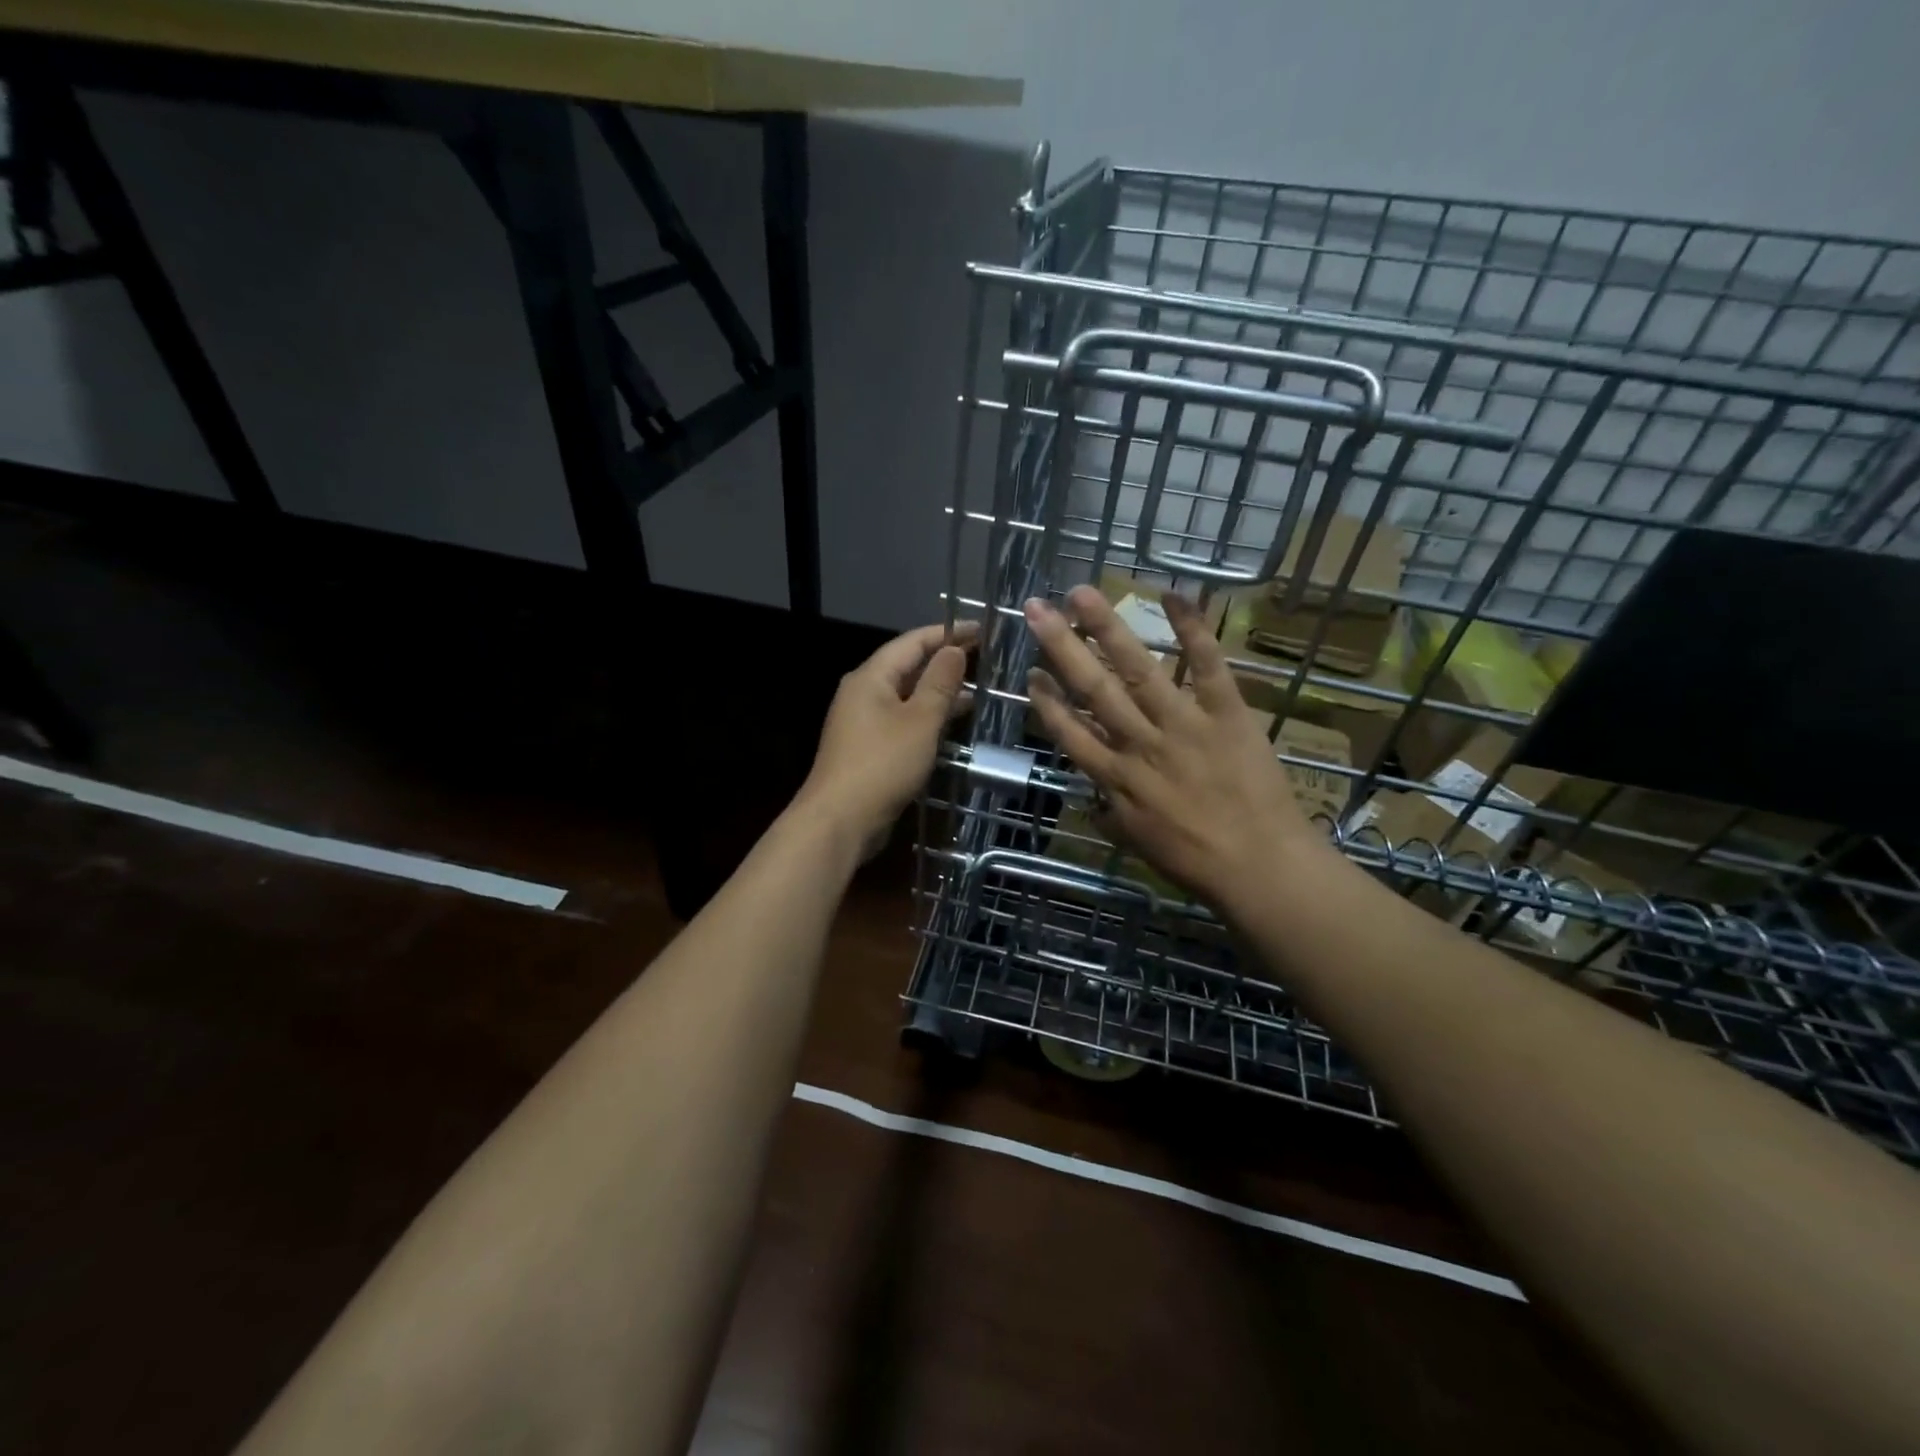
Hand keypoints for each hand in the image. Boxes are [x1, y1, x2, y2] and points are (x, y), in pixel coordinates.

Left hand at [795, 620, 978, 858]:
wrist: (840, 820)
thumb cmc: (882, 764)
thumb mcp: (920, 721)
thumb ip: (940, 683)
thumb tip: (954, 650)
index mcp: (871, 677)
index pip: (912, 642)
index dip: (947, 633)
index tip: (980, 629)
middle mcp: (863, 693)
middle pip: (907, 666)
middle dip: (944, 662)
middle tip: (983, 658)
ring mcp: (862, 722)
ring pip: (906, 696)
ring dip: (938, 692)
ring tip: (977, 692)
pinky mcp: (867, 748)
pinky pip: (901, 720)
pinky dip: (926, 717)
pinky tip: (950, 725)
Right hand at [1023, 586, 1329, 915]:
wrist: (1260, 868)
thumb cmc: (1194, 862)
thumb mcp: (1136, 843)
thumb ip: (1111, 812)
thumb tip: (1093, 796)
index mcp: (1116, 778)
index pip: (1069, 732)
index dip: (1045, 701)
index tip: (1028, 672)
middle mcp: (1140, 744)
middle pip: (1092, 689)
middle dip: (1060, 646)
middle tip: (1035, 608)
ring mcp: (1182, 724)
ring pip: (1137, 669)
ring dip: (1106, 628)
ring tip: (1081, 593)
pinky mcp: (1226, 713)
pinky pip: (1206, 665)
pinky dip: (1192, 629)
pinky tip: (1172, 595)